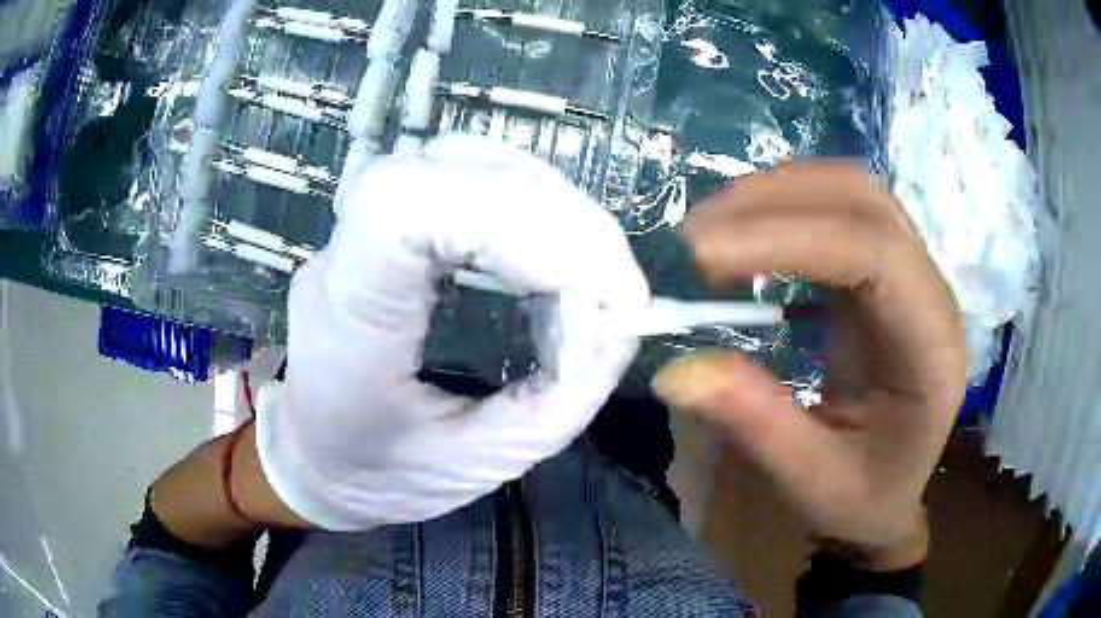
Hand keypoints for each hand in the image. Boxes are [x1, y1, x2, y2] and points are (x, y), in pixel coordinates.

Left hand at [255, 135, 649, 530]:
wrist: (312, 460)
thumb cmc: (378, 475)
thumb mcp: (479, 464)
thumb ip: (561, 398)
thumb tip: (622, 322)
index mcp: (346, 317)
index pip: (403, 204)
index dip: (513, 218)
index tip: (593, 289)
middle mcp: (342, 253)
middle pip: (450, 169)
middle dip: (557, 217)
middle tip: (613, 286)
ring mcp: (356, 229)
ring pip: (460, 161)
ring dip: (548, 204)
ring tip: (592, 269)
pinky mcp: (381, 225)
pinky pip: (461, 179)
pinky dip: (526, 205)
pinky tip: (552, 251)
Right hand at [653, 162, 965, 562]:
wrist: (892, 490)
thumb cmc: (864, 496)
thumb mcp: (812, 481)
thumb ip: (756, 424)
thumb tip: (676, 370)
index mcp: (932, 351)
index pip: (876, 256)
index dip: (790, 240)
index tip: (704, 258)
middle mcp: (933, 294)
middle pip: (865, 204)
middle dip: (774, 204)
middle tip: (694, 237)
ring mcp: (914, 273)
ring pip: (852, 192)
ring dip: (778, 194)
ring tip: (713, 228)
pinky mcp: (888, 269)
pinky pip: (841, 209)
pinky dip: (788, 205)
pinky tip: (749, 232)